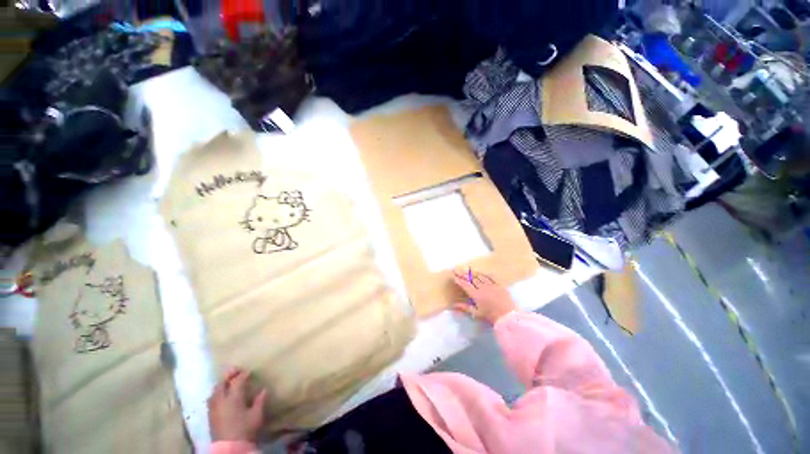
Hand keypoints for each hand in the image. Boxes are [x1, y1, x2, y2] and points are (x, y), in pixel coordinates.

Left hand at [207, 367, 266, 442]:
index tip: (249, 371)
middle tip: (236, 371)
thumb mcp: (256, 415)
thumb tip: (263, 390)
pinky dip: (216, 393)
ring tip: (228, 383)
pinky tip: (221, 396)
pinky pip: (211, 399)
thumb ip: (259, 401)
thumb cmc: (245, 429)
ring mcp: (213, 408)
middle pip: (222, 383)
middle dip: (228, 376)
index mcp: (233, 397)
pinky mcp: (210, 416)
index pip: (237, 381)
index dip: (243, 374)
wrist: (230, 447)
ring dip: (221, 385)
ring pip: (214, 391)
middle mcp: (221, 400)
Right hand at [452, 268, 516, 323]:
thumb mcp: (476, 313)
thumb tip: (454, 305)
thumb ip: (465, 307)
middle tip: (458, 270)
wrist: (507, 316)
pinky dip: (484, 274)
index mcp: (476, 294)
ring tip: (467, 270)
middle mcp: (482, 287)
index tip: (454, 276)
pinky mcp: (499, 285)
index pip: (465, 285)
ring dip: (473, 273)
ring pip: (480, 276)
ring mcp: (491, 285)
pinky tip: (481, 273)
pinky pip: (490, 277)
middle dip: (464, 274)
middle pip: (471, 279)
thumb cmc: (490, 315)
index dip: (459, 280)